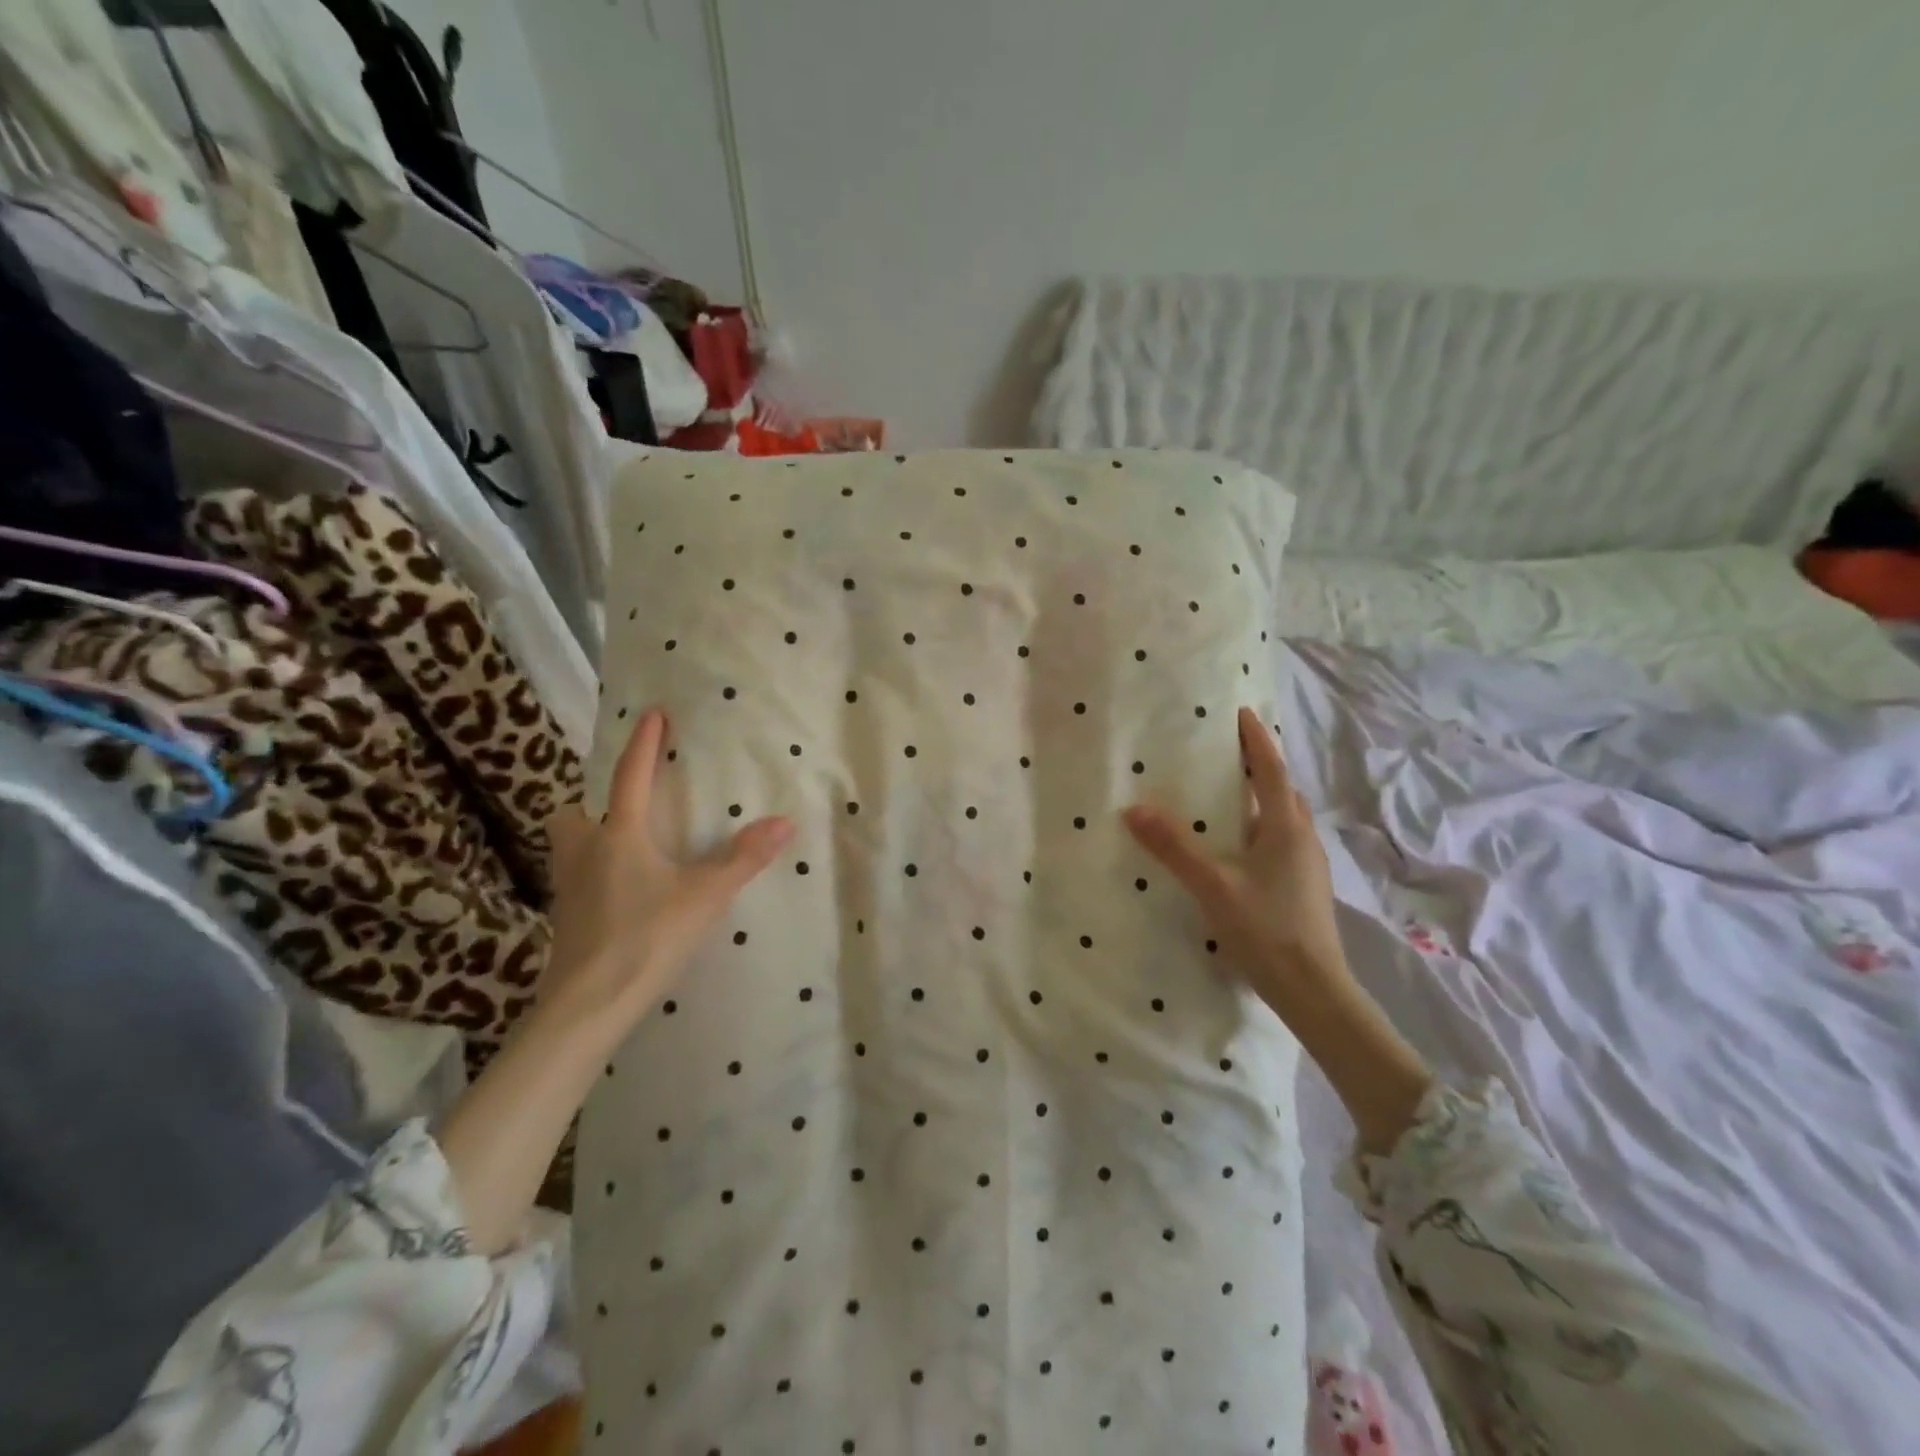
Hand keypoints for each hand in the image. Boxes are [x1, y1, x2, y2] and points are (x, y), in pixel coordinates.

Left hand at [541, 707, 791, 1034]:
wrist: (587, 1006)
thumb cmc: (646, 938)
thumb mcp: (704, 897)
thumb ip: (743, 859)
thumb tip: (783, 822)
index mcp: (618, 837)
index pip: (629, 777)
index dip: (642, 743)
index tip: (651, 713)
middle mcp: (585, 854)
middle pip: (572, 814)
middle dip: (590, 802)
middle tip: (621, 806)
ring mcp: (568, 890)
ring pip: (567, 849)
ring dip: (586, 838)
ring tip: (621, 847)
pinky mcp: (566, 922)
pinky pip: (575, 881)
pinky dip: (593, 874)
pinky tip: (620, 893)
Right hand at [1123, 707, 1349, 1016]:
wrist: (1315, 990)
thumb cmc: (1266, 930)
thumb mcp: (1213, 886)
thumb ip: (1174, 847)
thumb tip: (1134, 809)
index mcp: (1286, 828)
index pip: (1271, 770)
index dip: (1256, 741)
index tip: (1241, 714)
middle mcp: (1303, 839)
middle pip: (1281, 791)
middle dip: (1259, 767)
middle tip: (1226, 753)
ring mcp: (1308, 866)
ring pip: (1284, 818)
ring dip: (1261, 798)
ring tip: (1227, 795)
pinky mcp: (1305, 888)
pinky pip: (1282, 841)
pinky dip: (1261, 828)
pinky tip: (1239, 847)